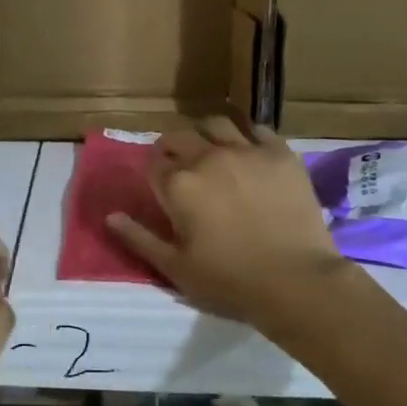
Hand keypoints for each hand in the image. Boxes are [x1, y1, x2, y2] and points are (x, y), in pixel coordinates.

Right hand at [106, 119, 349, 336]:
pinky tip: (250, 151)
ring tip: (213, 149)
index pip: (153, 162)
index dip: (153, 171)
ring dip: (207, 134)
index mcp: (178, 184)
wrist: (296, 282)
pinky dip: (248, 136)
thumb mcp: (175, 268)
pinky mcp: (280, 153)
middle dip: (173, 148)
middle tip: (182, 165)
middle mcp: (207, 157)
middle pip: (180, 137)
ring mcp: (246, 151)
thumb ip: (138, 238)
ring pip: (216, 124)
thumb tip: (110, 216)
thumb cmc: (230, 280)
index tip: (160, 183)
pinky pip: (258, 129)